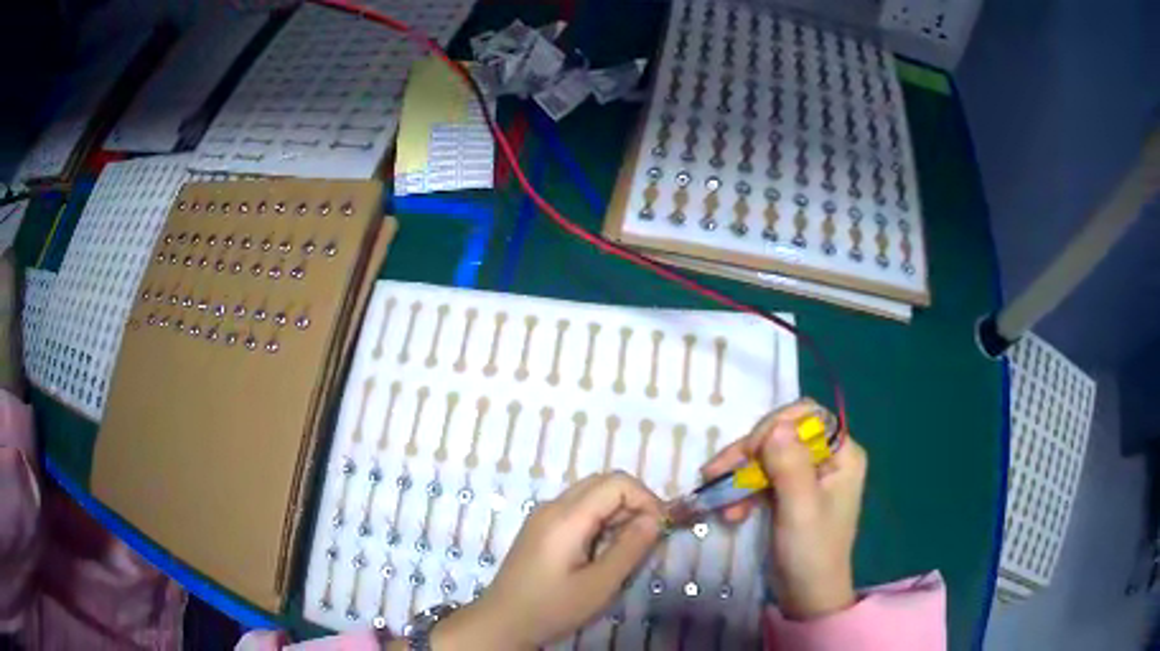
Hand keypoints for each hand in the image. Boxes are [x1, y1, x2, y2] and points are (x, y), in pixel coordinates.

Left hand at [438, 472, 662, 648]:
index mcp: (566, 517)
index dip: (646, 499)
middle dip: (633, 503)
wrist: (503, 622)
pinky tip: (601, 550)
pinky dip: (599, 520)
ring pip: (591, 494)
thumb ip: (630, 548)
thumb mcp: (600, 584)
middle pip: (603, 482)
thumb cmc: (552, 607)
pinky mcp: (540, 527)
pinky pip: (578, 509)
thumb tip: (655, 518)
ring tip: (625, 548)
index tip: (659, 530)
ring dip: (617, 512)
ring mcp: (543, 515)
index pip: (617, 482)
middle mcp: (553, 505)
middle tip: (646, 538)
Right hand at [703, 399, 866, 619]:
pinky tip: (730, 512)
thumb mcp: (800, 508)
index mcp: (842, 454)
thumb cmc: (811, 552)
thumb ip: (790, 465)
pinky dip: (743, 491)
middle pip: (782, 434)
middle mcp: (827, 458)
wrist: (806, 596)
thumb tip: (776, 425)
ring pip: (767, 455)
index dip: (774, 427)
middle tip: (715, 473)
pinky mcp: (790, 493)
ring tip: (716, 496)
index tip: (749, 454)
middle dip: (748, 453)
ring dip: (740, 474)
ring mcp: (808, 475)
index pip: (807, 417)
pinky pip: (762, 477)